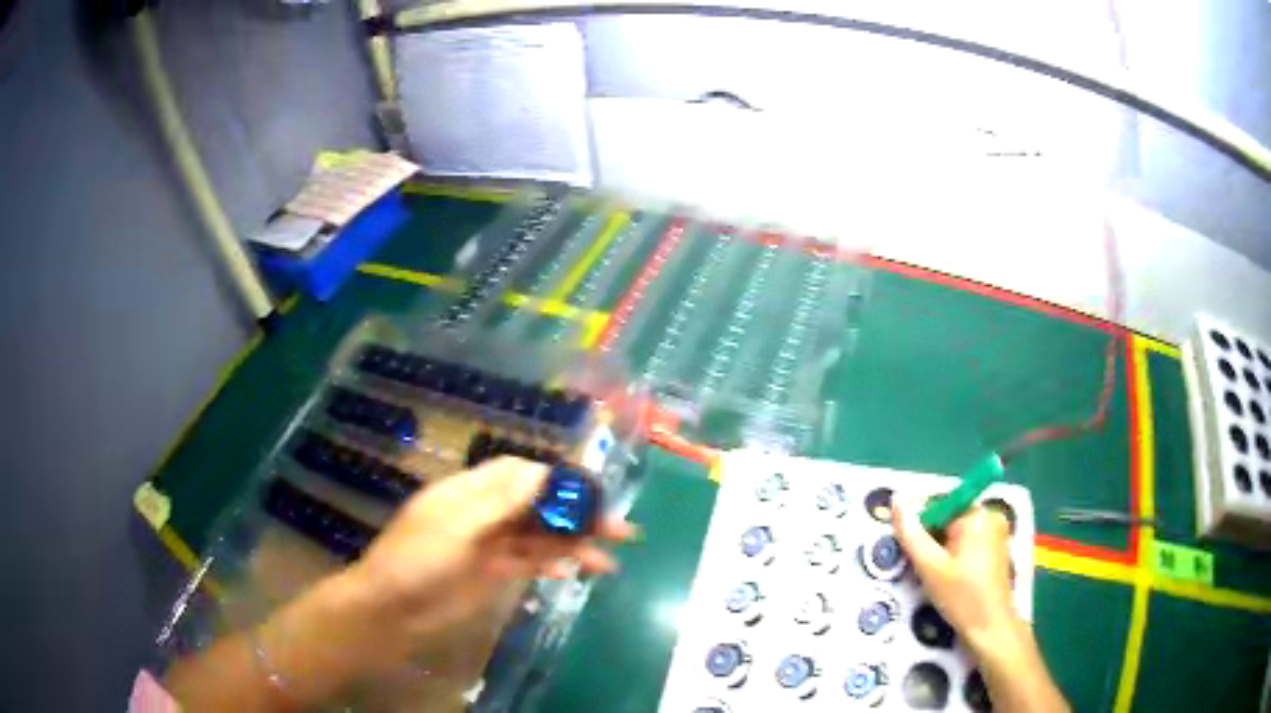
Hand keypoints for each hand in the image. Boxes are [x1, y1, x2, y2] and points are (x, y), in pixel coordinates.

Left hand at [351, 456, 633, 640]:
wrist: (390, 608)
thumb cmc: (416, 559)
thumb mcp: (457, 527)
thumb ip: (501, 502)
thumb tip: (544, 474)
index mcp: (471, 491)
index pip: (522, 474)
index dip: (558, 481)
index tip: (593, 496)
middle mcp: (485, 512)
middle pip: (539, 506)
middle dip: (577, 515)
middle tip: (619, 531)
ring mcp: (490, 543)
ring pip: (539, 537)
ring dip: (572, 545)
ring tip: (608, 562)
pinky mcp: (492, 572)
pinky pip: (530, 563)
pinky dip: (551, 565)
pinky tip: (570, 573)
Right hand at [892, 501, 1017, 655]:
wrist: (990, 628)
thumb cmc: (962, 597)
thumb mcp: (930, 567)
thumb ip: (911, 534)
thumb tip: (896, 500)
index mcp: (977, 515)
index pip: (939, 504)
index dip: (920, 526)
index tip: (910, 551)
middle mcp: (990, 516)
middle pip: (948, 518)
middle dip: (931, 540)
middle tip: (922, 568)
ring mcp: (996, 533)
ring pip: (956, 532)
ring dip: (941, 550)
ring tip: (934, 576)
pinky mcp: (996, 549)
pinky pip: (968, 542)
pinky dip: (954, 556)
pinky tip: (949, 578)